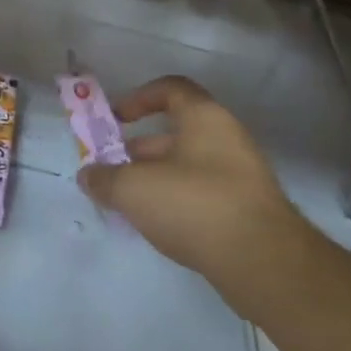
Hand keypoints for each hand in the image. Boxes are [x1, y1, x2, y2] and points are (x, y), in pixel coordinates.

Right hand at [79, 76, 316, 311]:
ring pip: (186, 165)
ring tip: (125, 202)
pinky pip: (201, 193)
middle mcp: (226, 138)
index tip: (115, 120)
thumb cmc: (195, 205)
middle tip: (110, 171)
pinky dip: (175, 201)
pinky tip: (155, 225)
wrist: (262, 261)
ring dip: (154, 178)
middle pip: (175, 131)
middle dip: (137, 149)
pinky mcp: (245, 209)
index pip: (170, 88)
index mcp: (204, 118)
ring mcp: (240, 174)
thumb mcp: (135, 189)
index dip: (138, 98)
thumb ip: (105, 178)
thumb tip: (88, 175)